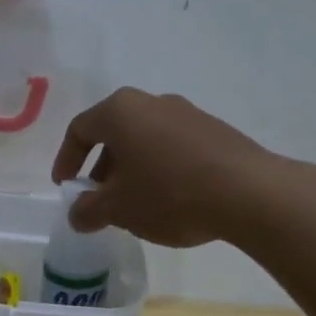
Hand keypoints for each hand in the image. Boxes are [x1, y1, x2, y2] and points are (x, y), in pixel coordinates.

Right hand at [51, 87, 274, 247]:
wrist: (249, 193)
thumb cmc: (169, 194)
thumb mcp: (119, 209)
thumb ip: (89, 210)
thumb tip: (77, 214)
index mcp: (120, 111)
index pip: (79, 129)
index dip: (66, 159)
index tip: (66, 187)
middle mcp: (151, 102)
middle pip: (114, 132)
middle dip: (101, 167)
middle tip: (99, 199)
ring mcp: (187, 113)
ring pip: (145, 139)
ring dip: (132, 169)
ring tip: (135, 204)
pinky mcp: (214, 130)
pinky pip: (173, 146)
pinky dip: (160, 167)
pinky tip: (170, 199)